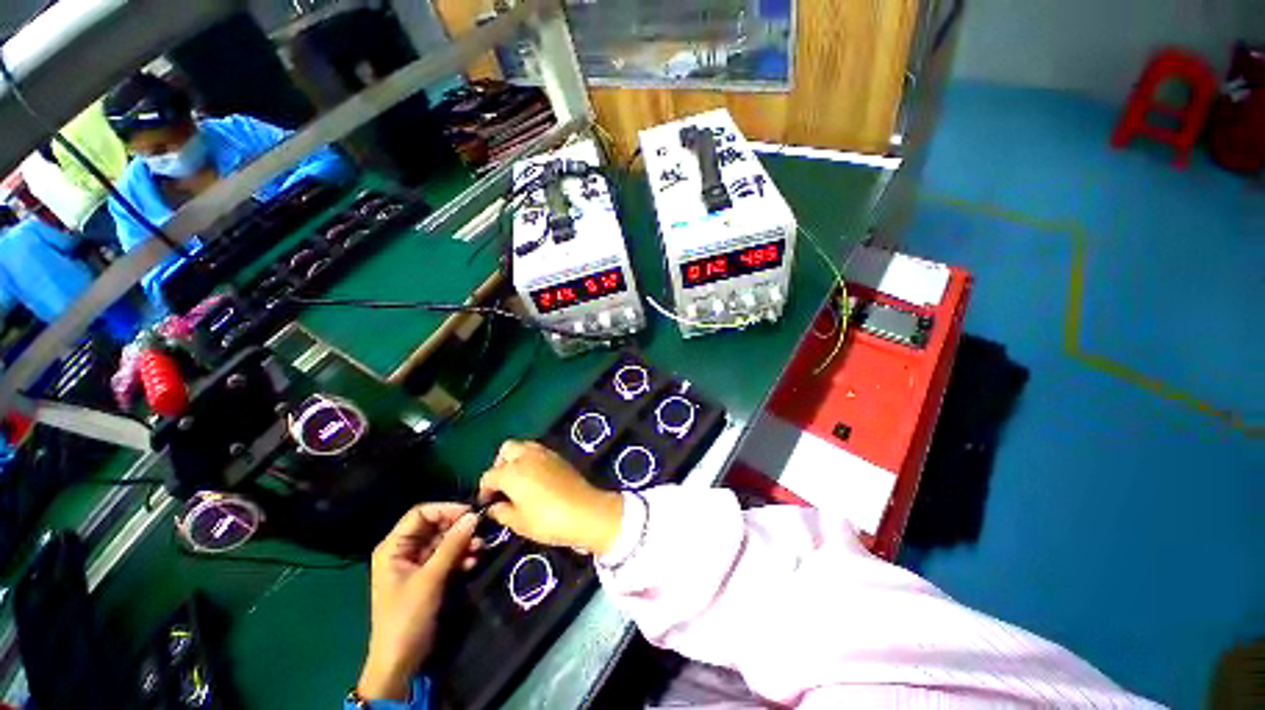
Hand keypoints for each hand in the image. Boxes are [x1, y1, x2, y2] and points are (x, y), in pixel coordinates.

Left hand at [358, 504, 479, 701]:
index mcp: (393, 547)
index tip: (471, 514)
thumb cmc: (407, 617)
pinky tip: (472, 562)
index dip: (446, 510)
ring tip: (480, 549)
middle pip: (435, 526)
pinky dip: (460, 556)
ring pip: (443, 541)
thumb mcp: (430, 579)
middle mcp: (404, 550)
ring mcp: (416, 564)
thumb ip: (452, 545)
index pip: (421, 514)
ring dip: (462, 543)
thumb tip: (473, 516)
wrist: (400, 660)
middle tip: (480, 532)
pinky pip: (447, 556)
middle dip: (458, 528)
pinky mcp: (428, 576)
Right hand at [479, 440, 623, 555]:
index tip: (487, 503)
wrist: (586, 511)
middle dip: (500, 464)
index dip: (485, 490)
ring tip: (518, 480)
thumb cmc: (548, 520)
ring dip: (516, 459)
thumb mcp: (519, 523)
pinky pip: (538, 451)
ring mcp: (545, 453)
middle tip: (502, 484)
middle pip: (506, 449)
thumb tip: (494, 507)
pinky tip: (535, 478)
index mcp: (512, 472)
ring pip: (523, 446)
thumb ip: (502, 512)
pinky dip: (531, 459)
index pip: (490, 475)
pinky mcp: (559, 456)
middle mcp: (527, 456)